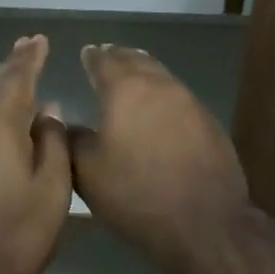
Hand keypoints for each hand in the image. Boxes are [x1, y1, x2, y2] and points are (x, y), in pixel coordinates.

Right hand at [69, 44, 251, 272]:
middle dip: (119, 56)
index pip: (104, 62)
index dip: (93, 56)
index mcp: (125, 89)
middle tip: (107, 54)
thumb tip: (66, 123)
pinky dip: (163, 92)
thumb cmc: (138, 193)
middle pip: (136, 60)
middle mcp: (158, 85)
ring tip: (133, 70)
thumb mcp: (89, 173)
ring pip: (161, 74)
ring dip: (144, 69)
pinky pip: (179, 94)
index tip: (86, 52)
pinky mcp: (208, 121)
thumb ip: (72, 141)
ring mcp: (189, 101)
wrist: (205, 221)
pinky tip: (161, 105)